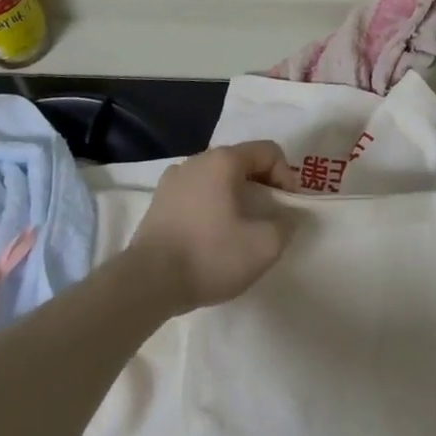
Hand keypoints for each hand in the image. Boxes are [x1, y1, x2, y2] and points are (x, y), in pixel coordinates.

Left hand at [130, 141, 299, 312]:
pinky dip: (211, 206)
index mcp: (223, 160)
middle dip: (262, 186)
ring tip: (240, 229)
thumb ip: (286, 225)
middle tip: (269, 218)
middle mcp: (197, 160)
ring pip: (217, 178)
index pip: (268, 151)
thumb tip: (287, 216)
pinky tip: (210, 235)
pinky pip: (196, 193)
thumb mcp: (264, 246)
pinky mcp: (159, 201)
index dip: (287, 176)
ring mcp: (173, 179)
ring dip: (236, 196)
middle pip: (242, 162)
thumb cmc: (209, 256)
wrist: (147, 283)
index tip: (288, 208)